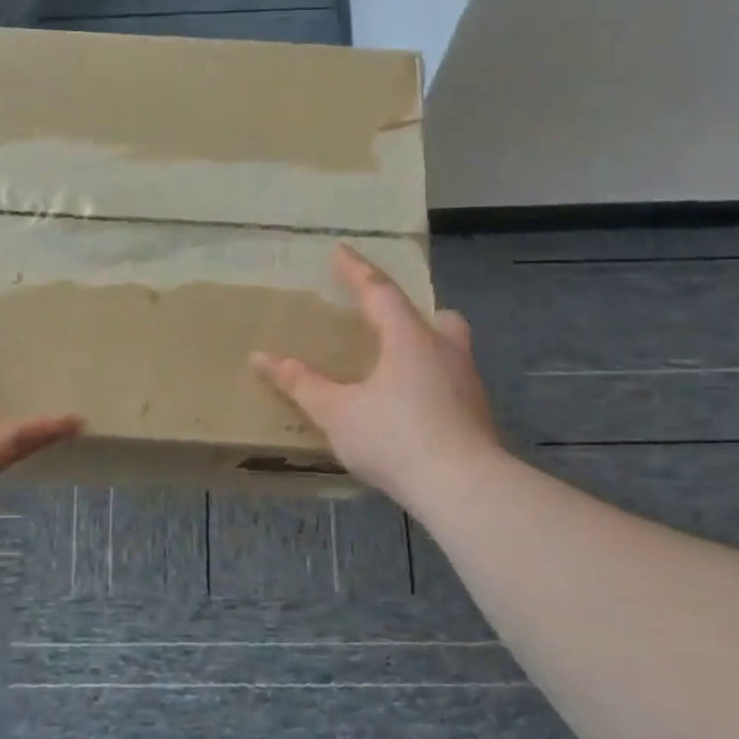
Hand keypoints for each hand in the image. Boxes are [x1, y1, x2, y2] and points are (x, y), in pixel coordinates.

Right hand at [251, 245, 500, 509]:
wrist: (462, 488)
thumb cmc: (395, 438)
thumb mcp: (337, 412)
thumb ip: (301, 383)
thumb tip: (261, 357)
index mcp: (409, 339)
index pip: (379, 291)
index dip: (356, 270)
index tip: (339, 250)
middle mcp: (445, 352)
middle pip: (437, 318)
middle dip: (413, 314)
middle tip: (389, 324)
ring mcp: (468, 385)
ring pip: (450, 352)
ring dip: (426, 351)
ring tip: (396, 373)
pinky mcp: (478, 416)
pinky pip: (453, 385)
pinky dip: (432, 386)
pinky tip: (413, 412)